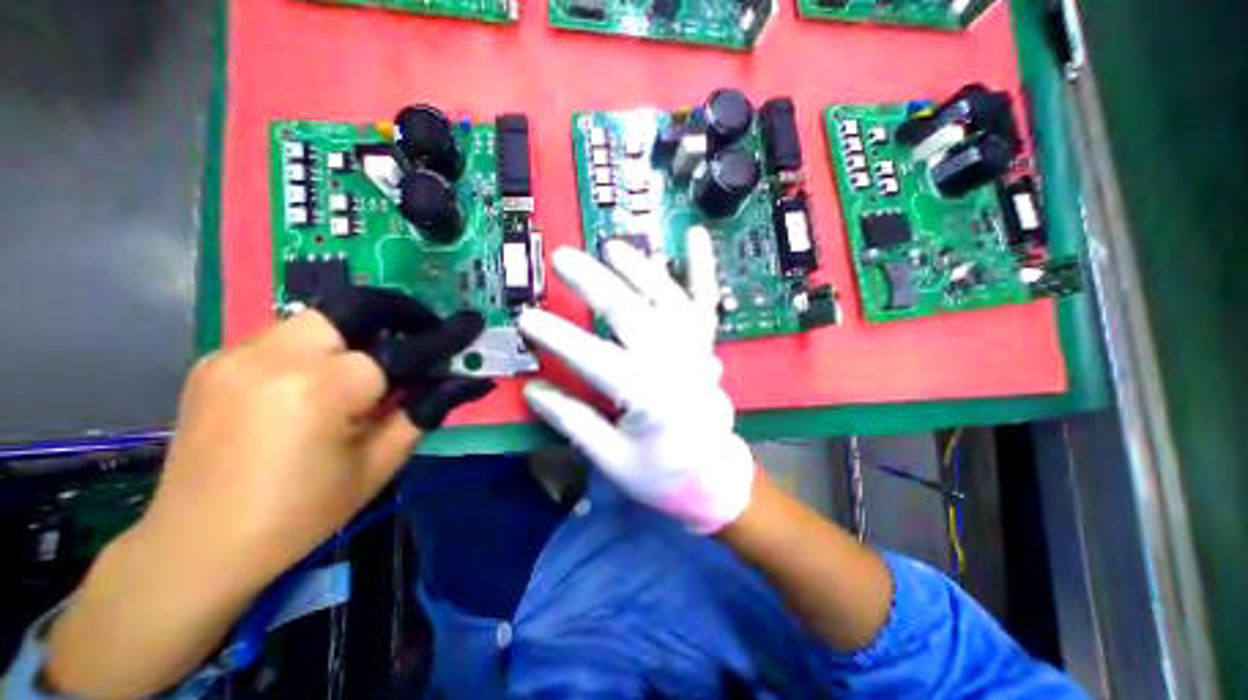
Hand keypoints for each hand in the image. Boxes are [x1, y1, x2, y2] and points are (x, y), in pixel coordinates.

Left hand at [148, 289, 497, 595]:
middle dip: (402, 313)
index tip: (472, 323)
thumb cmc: (306, 510)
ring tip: (385, 358)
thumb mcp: (383, 460)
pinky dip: (332, 342)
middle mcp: (276, 357)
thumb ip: (427, 408)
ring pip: (326, 315)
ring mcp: (239, 354)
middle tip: (426, 332)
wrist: (195, 548)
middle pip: (357, 306)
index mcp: (322, 390)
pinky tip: (338, 374)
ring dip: (368, 328)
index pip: (404, 348)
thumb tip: (470, 380)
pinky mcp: (221, 361)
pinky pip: (294, 332)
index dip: (446, 335)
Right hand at [515, 227, 749, 533]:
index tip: (526, 318)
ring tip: (612, 247)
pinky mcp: (705, 345)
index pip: (596, 359)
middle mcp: (674, 365)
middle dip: (595, 284)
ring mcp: (695, 350)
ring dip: (640, 269)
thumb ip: (574, 422)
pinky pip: (706, 301)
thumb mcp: (611, 460)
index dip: (559, 338)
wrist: (713, 477)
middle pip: (632, 315)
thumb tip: (533, 390)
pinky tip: (695, 234)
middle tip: (563, 259)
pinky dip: (702, 267)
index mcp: (649, 399)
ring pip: (668, 298)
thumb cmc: (662, 474)